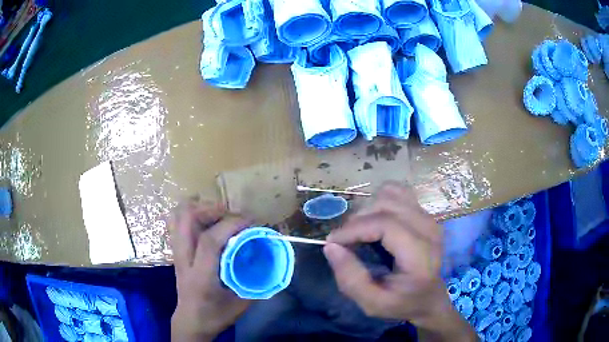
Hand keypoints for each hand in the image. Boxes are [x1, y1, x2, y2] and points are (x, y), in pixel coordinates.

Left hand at [170, 199, 251, 341]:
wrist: (190, 321)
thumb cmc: (215, 315)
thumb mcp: (240, 304)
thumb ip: (256, 283)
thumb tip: (271, 261)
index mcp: (200, 276)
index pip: (209, 241)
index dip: (231, 225)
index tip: (250, 222)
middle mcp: (184, 259)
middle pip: (188, 219)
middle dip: (211, 209)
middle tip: (232, 215)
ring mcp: (176, 253)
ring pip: (179, 216)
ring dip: (200, 208)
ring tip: (219, 214)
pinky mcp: (175, 251)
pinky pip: (177, 222)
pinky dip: (191, 213)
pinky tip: (206, 219)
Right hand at [323, 182, 475, 341]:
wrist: (430, 298)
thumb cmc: (401, 303)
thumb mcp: (372, 303)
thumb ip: (350, 279)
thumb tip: (331, 246)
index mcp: (420, 256)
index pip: (386, 225)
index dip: (354, 229)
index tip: (333, 242)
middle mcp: (429, 230)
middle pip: (386, 205)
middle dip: (358, 220)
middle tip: (344, 241)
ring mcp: (429, 218)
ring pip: (391, 194)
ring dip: (368, 209)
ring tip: (360, 231)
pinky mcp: (425, 213)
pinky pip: (398, 192)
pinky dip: (381, 201)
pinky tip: (376, 220)